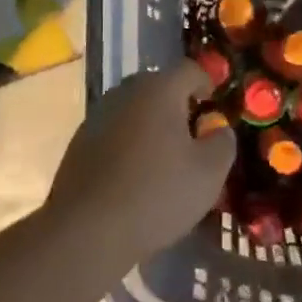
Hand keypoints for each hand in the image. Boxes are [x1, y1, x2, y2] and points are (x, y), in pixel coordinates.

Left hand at [46, 61, 234, 266]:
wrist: (86, 232)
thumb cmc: (157, 194)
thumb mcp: (209, 173)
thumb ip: (223, 142)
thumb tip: (218, 130)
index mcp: (159, 90)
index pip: (190, 69)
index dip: (207, 85)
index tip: (214, 112)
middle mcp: (125, 93)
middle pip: (159, 87)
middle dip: (178, 107)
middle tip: (192, 138)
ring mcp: (97, 117)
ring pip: (134, 111)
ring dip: (151, 127)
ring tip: (164, 161)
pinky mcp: (78, 144)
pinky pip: (114, 133)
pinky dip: (129, 145)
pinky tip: (134, 178)